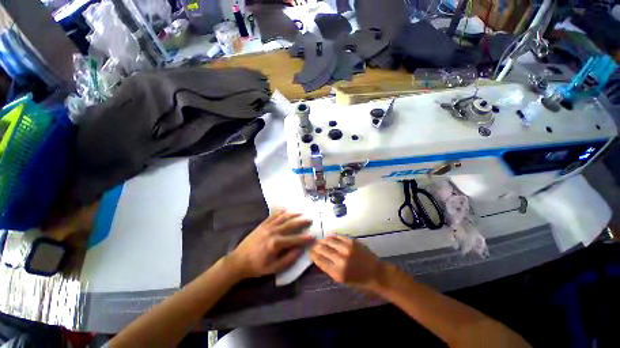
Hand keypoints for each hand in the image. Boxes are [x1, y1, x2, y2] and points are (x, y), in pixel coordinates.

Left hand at [228, 210, 313, 278]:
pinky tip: (286, 210)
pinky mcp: (262, 224)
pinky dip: (280, 212)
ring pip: (283, 218)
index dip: (305, 238)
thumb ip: (288, 259)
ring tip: (301, 212)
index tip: (313, 236)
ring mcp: (267, 227)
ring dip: (293, 214)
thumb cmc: (257, 266)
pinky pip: (273, 216)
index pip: (295, 239)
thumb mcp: (273, 268)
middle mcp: (273, 232)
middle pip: (291, 224)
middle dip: (301, 222)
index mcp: (276, 244)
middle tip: (310, 219)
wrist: (238, 261)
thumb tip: (300, 250)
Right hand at [310, 236, 385, 290]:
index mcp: (337, 272)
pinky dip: (332, 236)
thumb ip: (330, 269)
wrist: (376, 273)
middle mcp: (341, 259)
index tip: (309, 251)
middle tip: (312, 244)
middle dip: (316, 246)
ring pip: (329, 241)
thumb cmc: (359, 281)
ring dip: (323, 240)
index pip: (320, 260)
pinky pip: (338, 237)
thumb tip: (319, 258)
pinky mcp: (352, 242)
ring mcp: (347, 249)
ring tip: (320, 241)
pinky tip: (328, 236)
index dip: (313, 255)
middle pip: (323, 249)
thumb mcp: (342, 280)